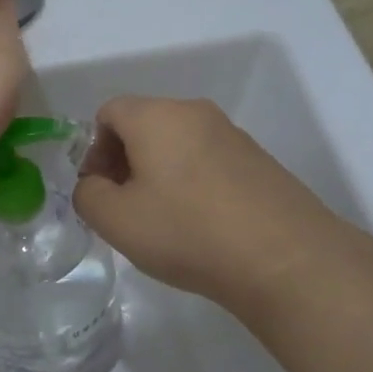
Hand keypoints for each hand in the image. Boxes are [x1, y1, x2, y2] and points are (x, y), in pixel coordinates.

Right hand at [73, 96, 362, 318]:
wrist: (285, 259)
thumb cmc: (187, 232)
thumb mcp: (115, 220)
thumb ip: (87, 195)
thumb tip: (95, 185)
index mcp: (156, 115)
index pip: (109, 112)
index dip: (93, 149)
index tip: (100, 191)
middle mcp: (195, 113)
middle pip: (144, 125)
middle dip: (125, 162)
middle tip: (125, 208)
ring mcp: (233, 135)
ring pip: (178, 144)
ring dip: (159, 174)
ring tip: (164, 221)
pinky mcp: (259, 161)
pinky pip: (209, 162)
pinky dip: (193, 184)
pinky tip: (200, 225)